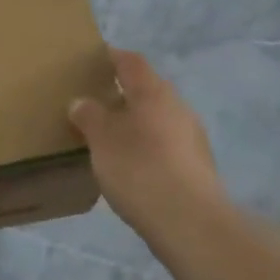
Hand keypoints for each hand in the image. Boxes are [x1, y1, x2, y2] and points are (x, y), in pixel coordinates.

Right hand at [69, 48, 230, 256]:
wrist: (190, 223)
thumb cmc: (140, 169)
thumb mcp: (102, 140)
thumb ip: (89, 116)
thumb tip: (82, 101)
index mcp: (154, 92)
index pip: (131, 62)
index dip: (111, 56)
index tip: (92, 59)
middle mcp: (178, 107)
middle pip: (146, 90)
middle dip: (121, 94)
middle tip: (93, 103)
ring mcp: (192, 138)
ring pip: (156, 119)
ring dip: (134, 123)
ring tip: (107, 137)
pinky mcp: (197, 167)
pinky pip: (165, 145)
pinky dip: (146, 147)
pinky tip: (130, 166)